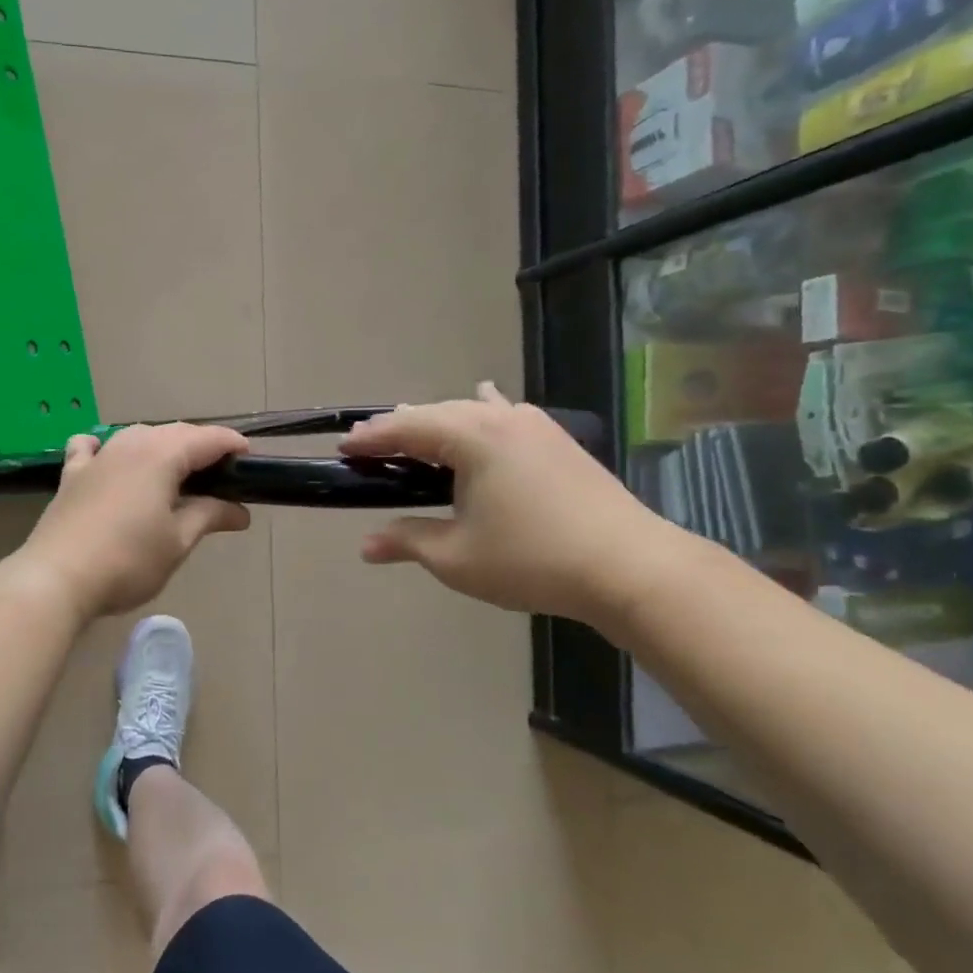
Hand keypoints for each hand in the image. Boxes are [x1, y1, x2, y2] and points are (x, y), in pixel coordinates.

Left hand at [12, 423, 252, 620]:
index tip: (250, 460)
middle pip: (174, 433)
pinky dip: (109, 449)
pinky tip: (110, 461)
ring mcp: (97, 457)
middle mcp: (129, 444)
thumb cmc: (128, 560)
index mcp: (161, 455)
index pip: (207, 438)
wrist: (57, 578)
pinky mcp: (71, 475)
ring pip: (137, 436)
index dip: (232, 445)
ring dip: (161, 446)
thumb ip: (210, 516)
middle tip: (221, 474)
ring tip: (176, 472)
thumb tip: (240, 511)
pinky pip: (92, 447)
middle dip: (200, 446)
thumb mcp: (178, 541)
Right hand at [341, 383, 683, 628]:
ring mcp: (536, 425)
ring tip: (415, 435)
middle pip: (437, 413)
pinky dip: (480, 416)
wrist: (628, 566)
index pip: (407, 427)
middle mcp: (502, 418)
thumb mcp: (456, 557)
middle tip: (370, 445)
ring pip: (472, 412)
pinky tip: (485, 406)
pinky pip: (505, 416)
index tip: (344, 447)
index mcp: (472, 436)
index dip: (372, 437)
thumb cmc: (531, 559)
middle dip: (401, 428)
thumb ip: (407, 540)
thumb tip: (365, 545)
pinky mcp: (558, 441)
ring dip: (438, 422)